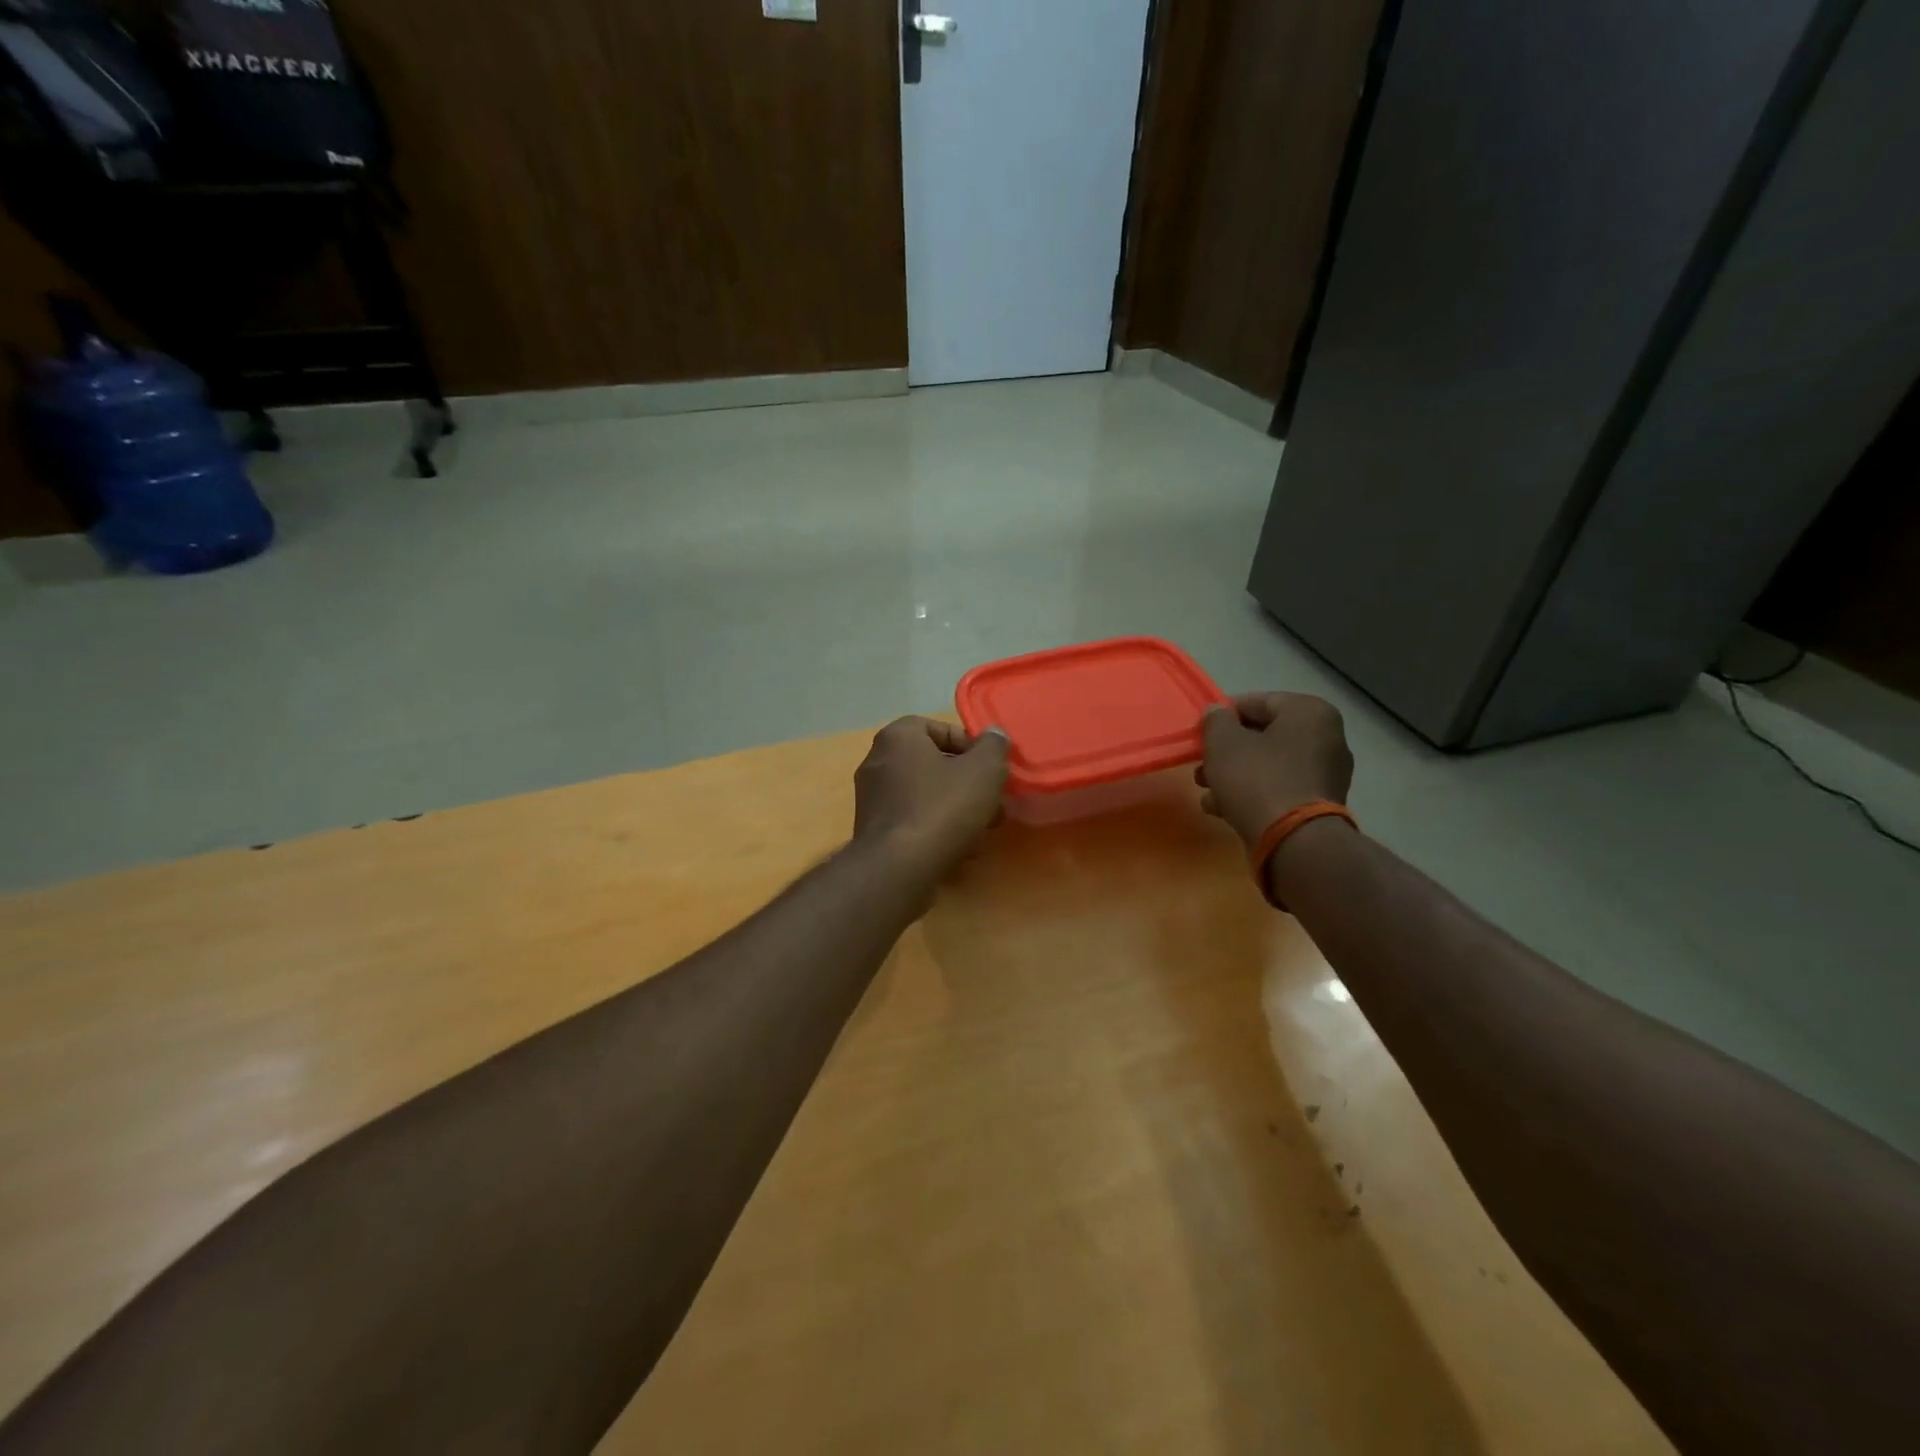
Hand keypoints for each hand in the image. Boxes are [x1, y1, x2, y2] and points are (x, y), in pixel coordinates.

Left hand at [853, 717, 1009, 878]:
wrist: (898, 869)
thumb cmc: (942, 808)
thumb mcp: (984, 770)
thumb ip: (993, 746)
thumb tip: (994, 735)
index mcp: (897, 737)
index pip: (937, 728)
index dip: (969, 745)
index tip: (990, 768)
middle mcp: (877, 761)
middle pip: (933, 764)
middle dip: (967, 784)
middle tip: (992, 803)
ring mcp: (871, 799)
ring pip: (925, 796)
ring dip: (956, 809)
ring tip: (981, 831)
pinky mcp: (873, 832)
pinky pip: (912, 821)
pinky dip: (936, 830)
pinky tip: (960, 851)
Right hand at [1199, 693, 1353, 850]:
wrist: (1294, 843)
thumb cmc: (1257, 780)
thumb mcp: (1223, 743)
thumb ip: (1216, 721)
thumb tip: (1217, 712)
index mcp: (1309, 712)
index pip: (1256, 702)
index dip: (1222, 716)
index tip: (1200, 734)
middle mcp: (1327, 737)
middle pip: (1263, 736)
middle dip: (1227, 751)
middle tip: (1201, 765)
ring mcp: (1326, 774)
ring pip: (1268, 765)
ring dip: (1234, 775)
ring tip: (1206, 791)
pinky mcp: (1319, 805)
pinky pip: (1279, 788)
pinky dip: (1252, 794)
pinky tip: (1223, 809)